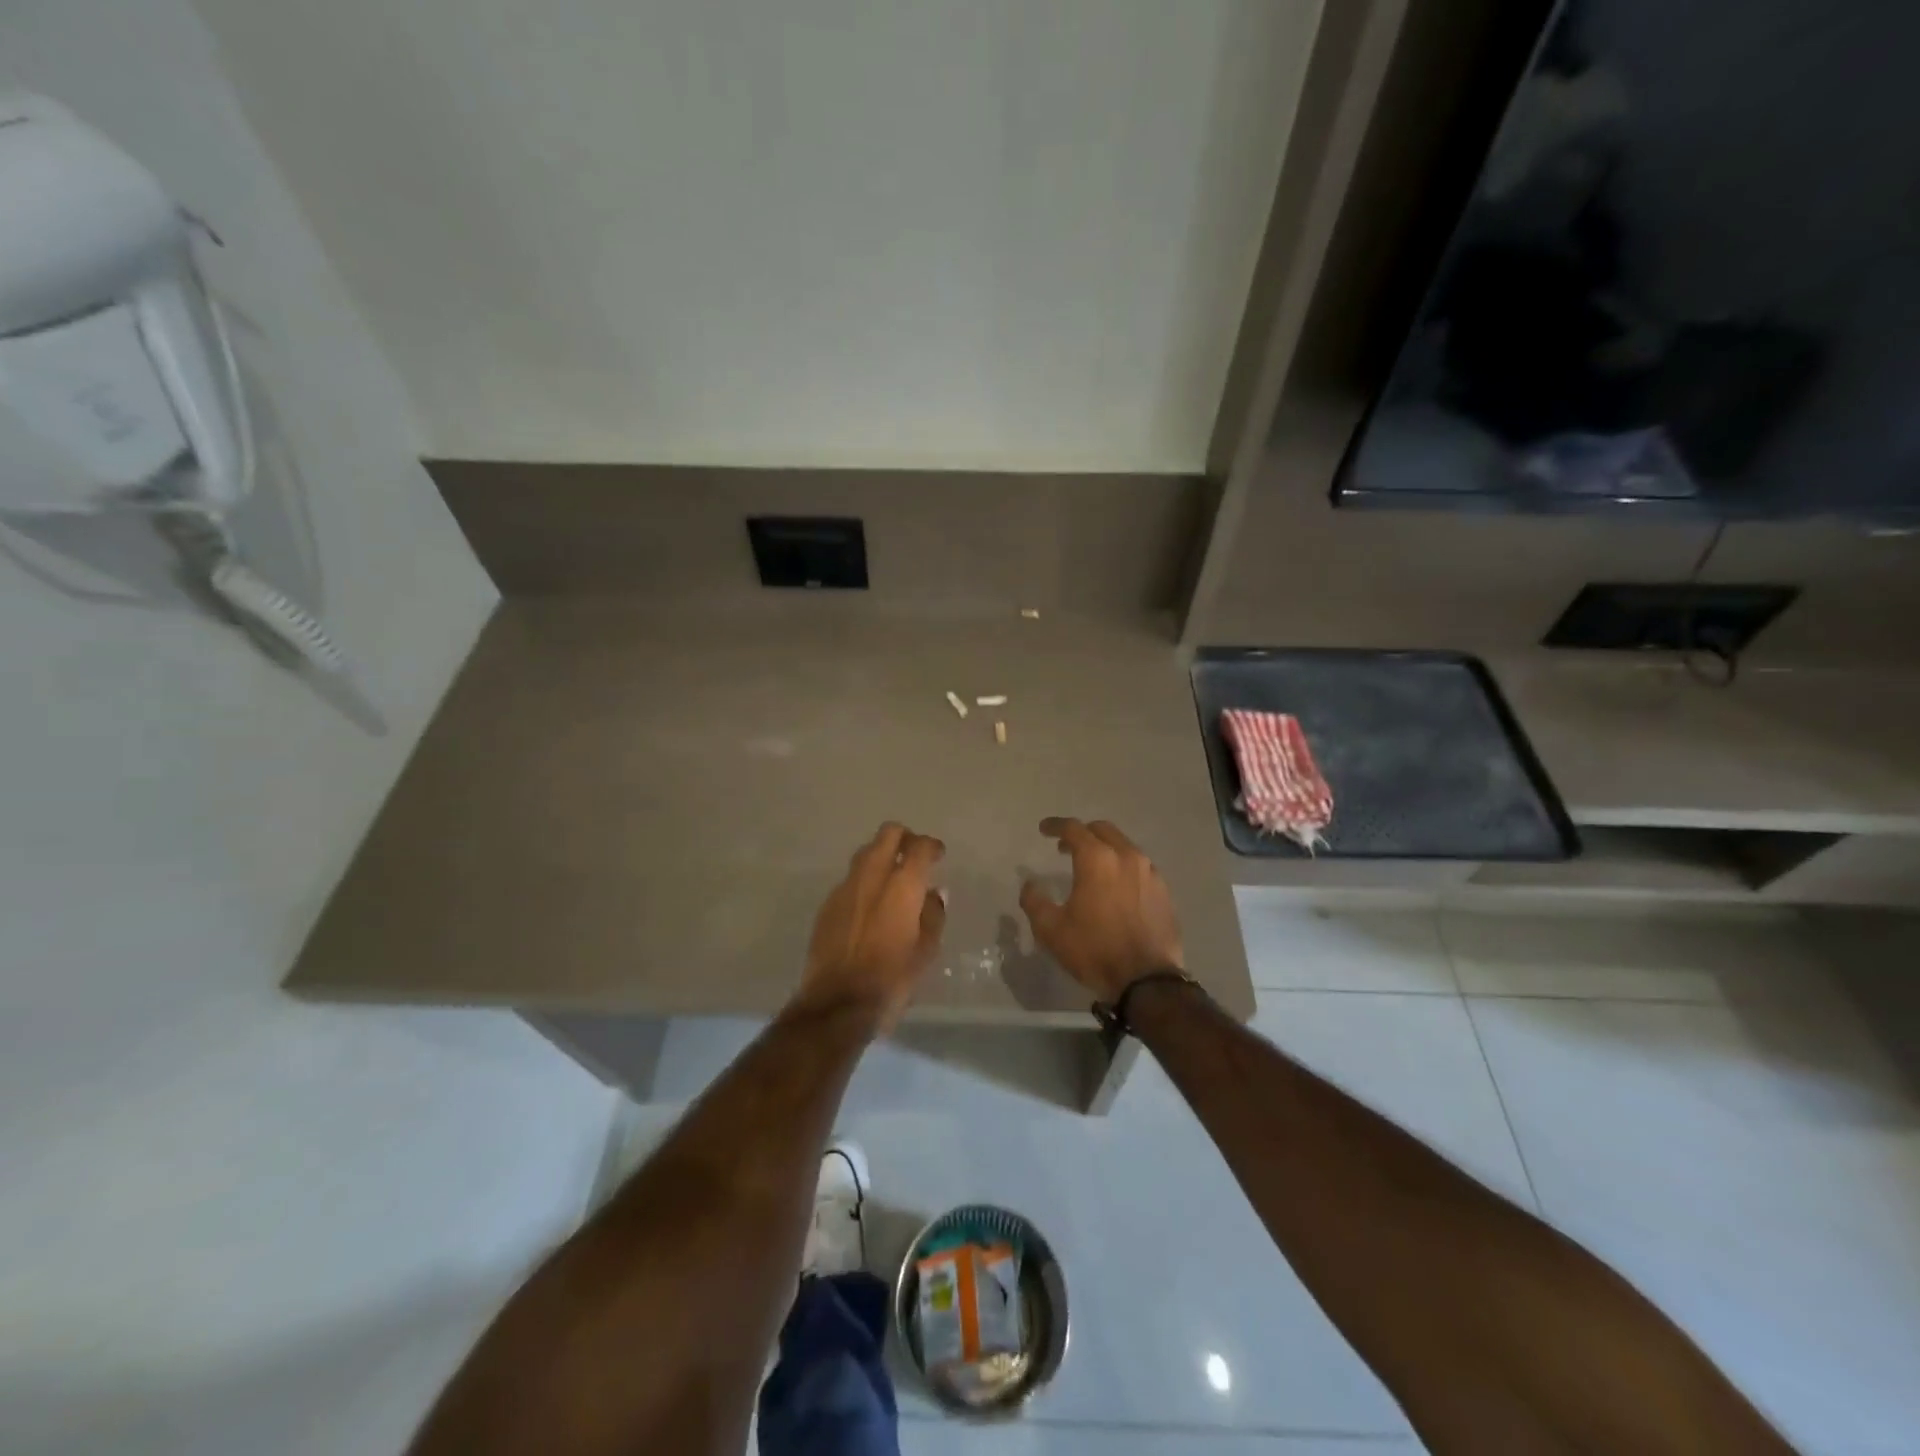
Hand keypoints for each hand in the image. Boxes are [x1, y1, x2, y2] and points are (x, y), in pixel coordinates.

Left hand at [798, 822, 947, 1033]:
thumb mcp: (925, 951)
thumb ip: (932, 915)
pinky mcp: (827, 904)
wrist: (837, 1003)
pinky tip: (870, 904)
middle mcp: (872, 876)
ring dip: (881, 856)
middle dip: (904, 838)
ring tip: (892, 879)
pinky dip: (864, 881)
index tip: (938, 854)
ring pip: (865, 853)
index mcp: (902, 886)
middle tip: (914, 854)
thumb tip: (933, 894)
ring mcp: (845, 888)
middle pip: (887, 834)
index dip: (931, 846)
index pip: (919, 846)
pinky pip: (850, 879)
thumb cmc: (891, 979)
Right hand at [1019, 817, 1183, 1002]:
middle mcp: (1126, 856)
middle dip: (1082, 833)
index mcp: (1097, 859)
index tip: (1043, 830)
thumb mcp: (1051, 930)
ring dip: (1105, 849)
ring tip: (1092, 867)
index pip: (1073, 829)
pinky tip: (1116, 887)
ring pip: (1124, 846)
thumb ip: (1035, 901)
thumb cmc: (1094, 950)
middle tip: (1065, 847)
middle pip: (1102, 830)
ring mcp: (1150, 872)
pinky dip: (1123, 867)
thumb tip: (1030, 884)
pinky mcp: (1164, 891)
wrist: (1147, 980)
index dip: (1055, 825)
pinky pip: (1140, 867)